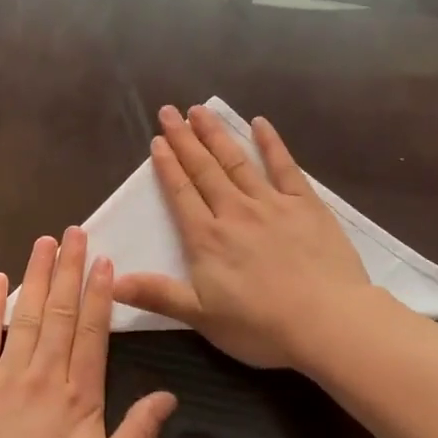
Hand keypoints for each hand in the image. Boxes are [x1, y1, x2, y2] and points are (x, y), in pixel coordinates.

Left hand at [0, 228, 177, 437]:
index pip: (92, 332)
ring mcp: (5, 377)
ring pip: (26, 315)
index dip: (98, 293)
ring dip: (36, 275)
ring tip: (44, 241)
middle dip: (68, 269)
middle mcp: (44, 375)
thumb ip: (138, 432)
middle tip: (74, 231)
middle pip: (60, 312)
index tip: (102, 259)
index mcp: (80, 396)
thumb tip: (169, 394)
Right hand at [112, 105, 380, 370]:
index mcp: (207, 238)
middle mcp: (234, 211)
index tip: (157, 140)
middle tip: (169, 111)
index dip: (167, 165)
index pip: (181, 193)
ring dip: (216, 135)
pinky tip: (260, 123)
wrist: (326, 322)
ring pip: (236, 161)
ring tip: (200, 111)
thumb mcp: (201, 317)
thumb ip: (157, 294)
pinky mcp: (305, 204)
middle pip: (204, 169)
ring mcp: (271, 203)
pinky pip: (284, 166)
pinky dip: (271, 143)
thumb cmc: (261, 326)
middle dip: (184, 139)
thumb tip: (111, 280)